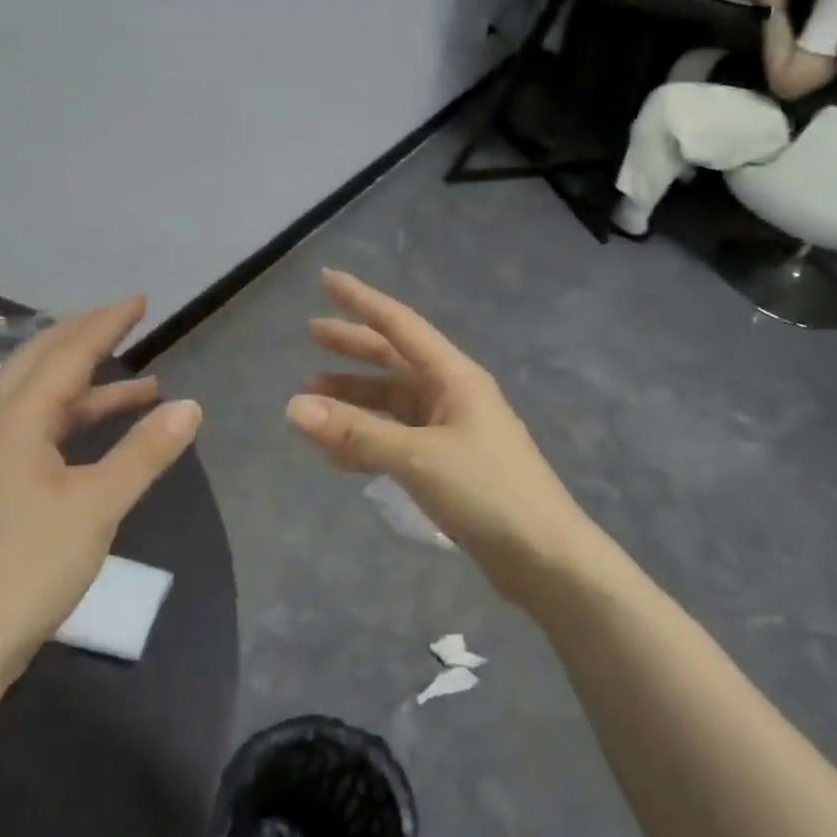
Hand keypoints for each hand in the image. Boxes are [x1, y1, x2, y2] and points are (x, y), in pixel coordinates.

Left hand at [0, 297, 200, 684]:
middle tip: (126, 323)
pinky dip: (78, 426)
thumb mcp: (97, 506)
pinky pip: (42, 438)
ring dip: (90, 390)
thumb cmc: (25, 569)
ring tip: (144, 388)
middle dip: (84, 339)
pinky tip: (101, 443)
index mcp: (17, 425)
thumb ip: (145, 453)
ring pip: (43, 407)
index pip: (67, 357)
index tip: (140, 301)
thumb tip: (191, 405)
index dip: (105, 325)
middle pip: (40, 367)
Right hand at [286, 270, 607, 605]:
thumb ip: (356, 432)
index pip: (400, 326)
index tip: (327, 280)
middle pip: (394, 360)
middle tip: (311, 334)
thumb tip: (292, 407)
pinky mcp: (447, 465)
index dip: (362, 301)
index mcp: (454, 376)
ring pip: (391, 404)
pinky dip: (365, 440)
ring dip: (354, 398)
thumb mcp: (418, 457)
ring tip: (309, 397)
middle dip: (353, 347)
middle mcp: (452, 395)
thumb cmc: (487, 492)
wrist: (543, 557)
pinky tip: (335, 452)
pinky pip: (396, 440)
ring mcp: (450, 430)